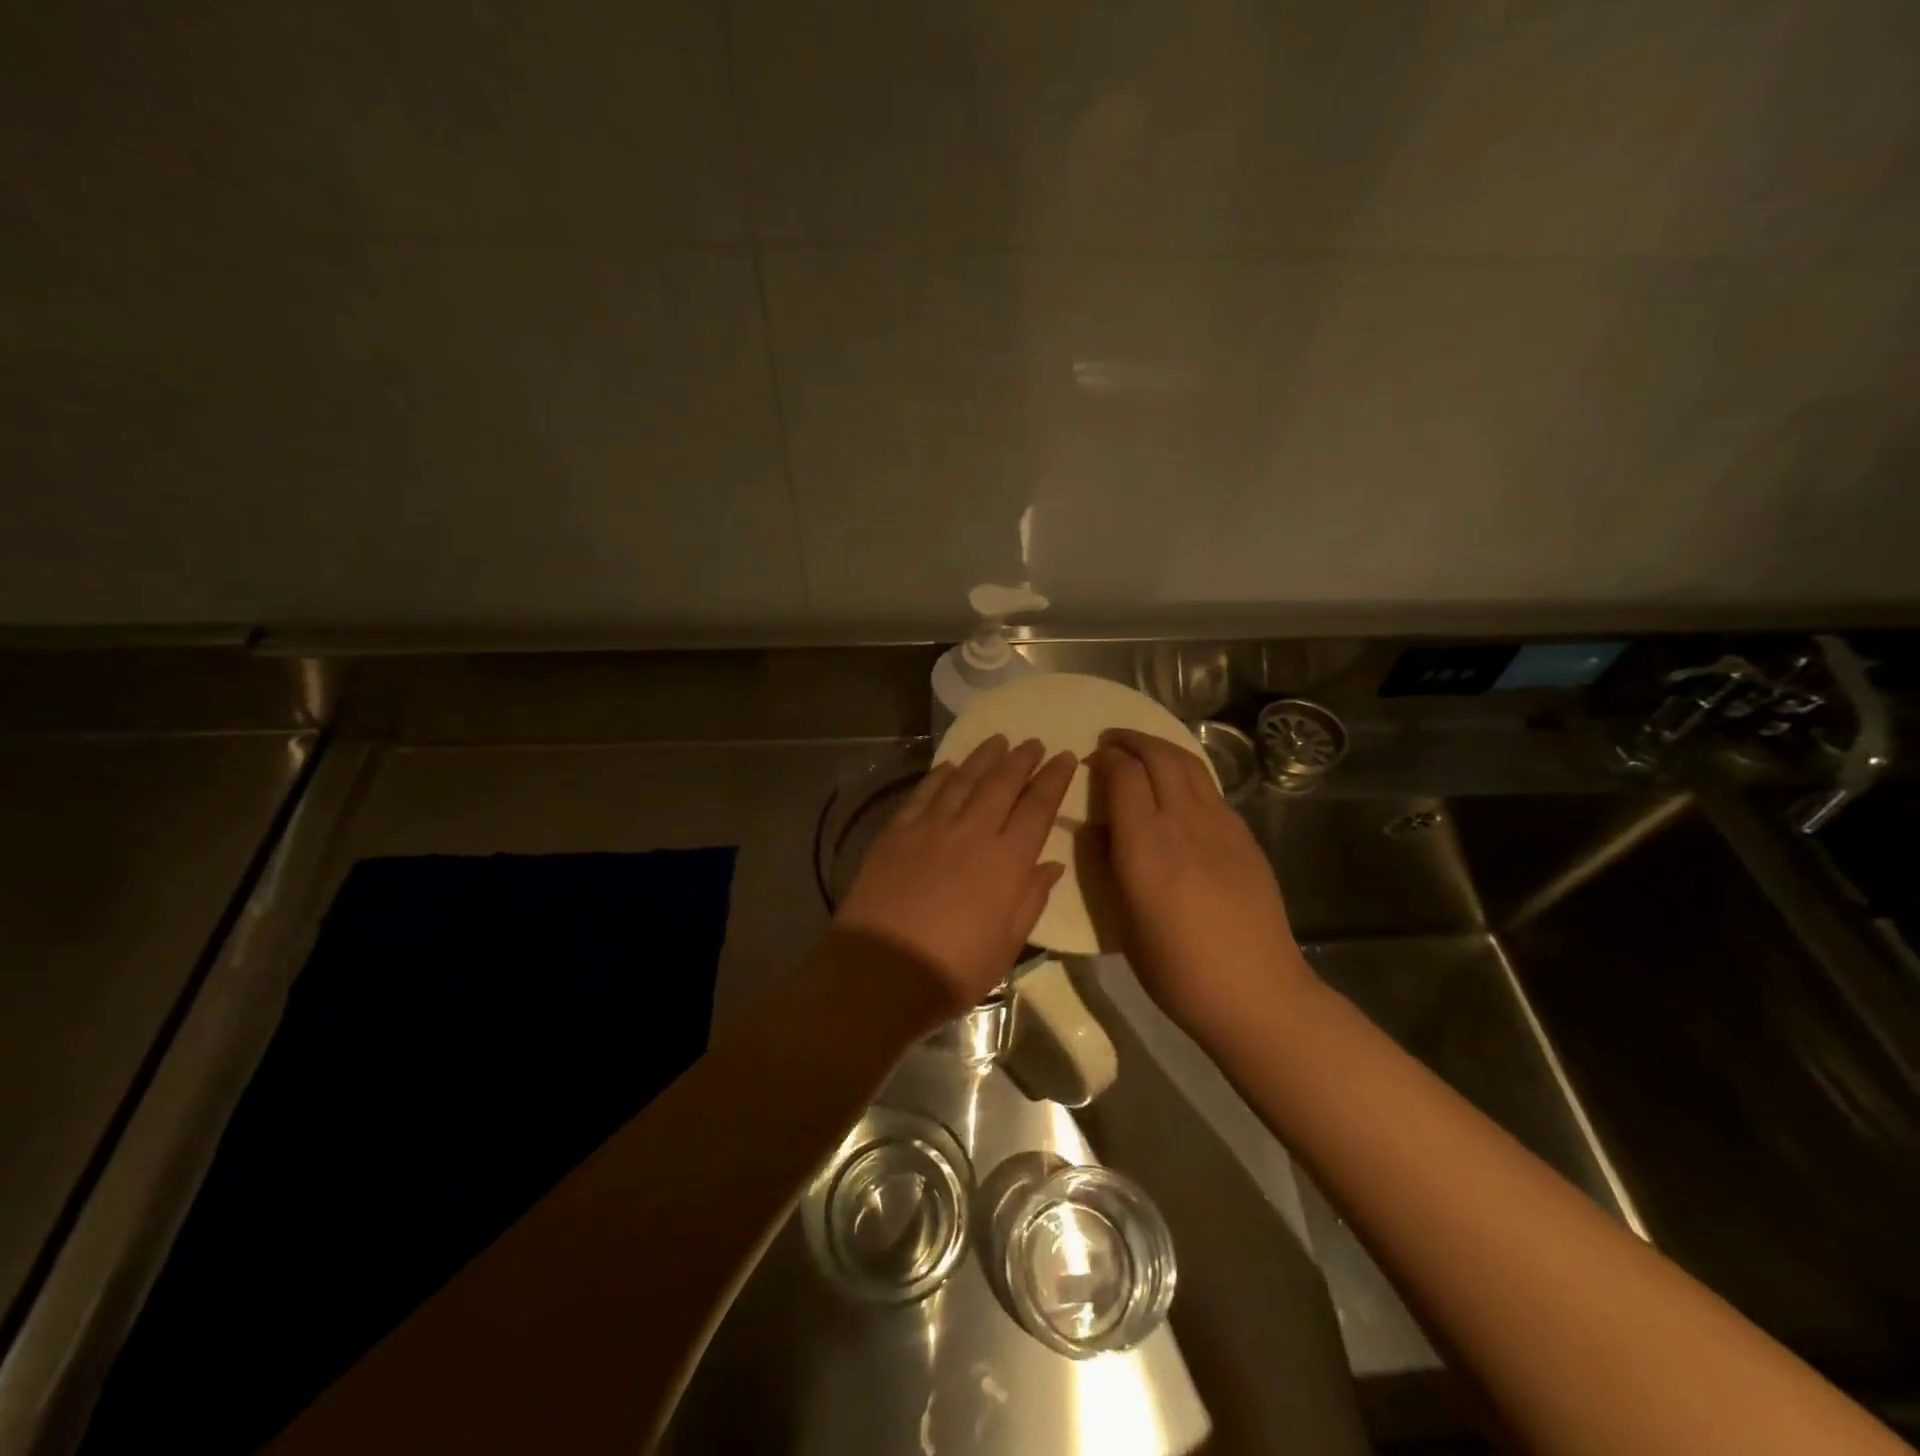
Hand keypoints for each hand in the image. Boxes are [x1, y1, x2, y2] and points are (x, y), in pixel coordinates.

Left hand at [834, 735, 1075, 1018]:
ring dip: (984, 757)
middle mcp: (972, 832)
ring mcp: (931, 827)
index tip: (1065, 758)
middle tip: (1034, 742)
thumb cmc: (953, 969)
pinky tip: (950, 765)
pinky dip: (940, 774)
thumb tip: (1052, 865)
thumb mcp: (1006, 946)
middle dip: (1022, 759)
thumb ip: (1031, 899)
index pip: (1038, 808)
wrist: (880, 970)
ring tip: (999, 740)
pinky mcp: (897, 831)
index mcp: (1007, 862)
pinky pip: (924, 793)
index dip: (1054, 780)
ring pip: (963, 779)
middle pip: (1002, 784)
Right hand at [1089, 728, 1314, 1041]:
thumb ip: (1105, 866)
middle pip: (1159, 757)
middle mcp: (1183, 823)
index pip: (1124, 776)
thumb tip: (1093, 829)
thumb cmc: (1177, 969)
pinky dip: (1187, 773)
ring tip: (1142, 750)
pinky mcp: (1244, 836)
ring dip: (1161, 748)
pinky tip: (1178, 789)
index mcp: (1146, 846)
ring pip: (1189, 765)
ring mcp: (1221, 826)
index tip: (1093, 759)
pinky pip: (1210, 788)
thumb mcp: (1123, 924)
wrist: (1256, 991)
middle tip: (1111, 741)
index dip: (1106, 759)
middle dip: (1132, 740)